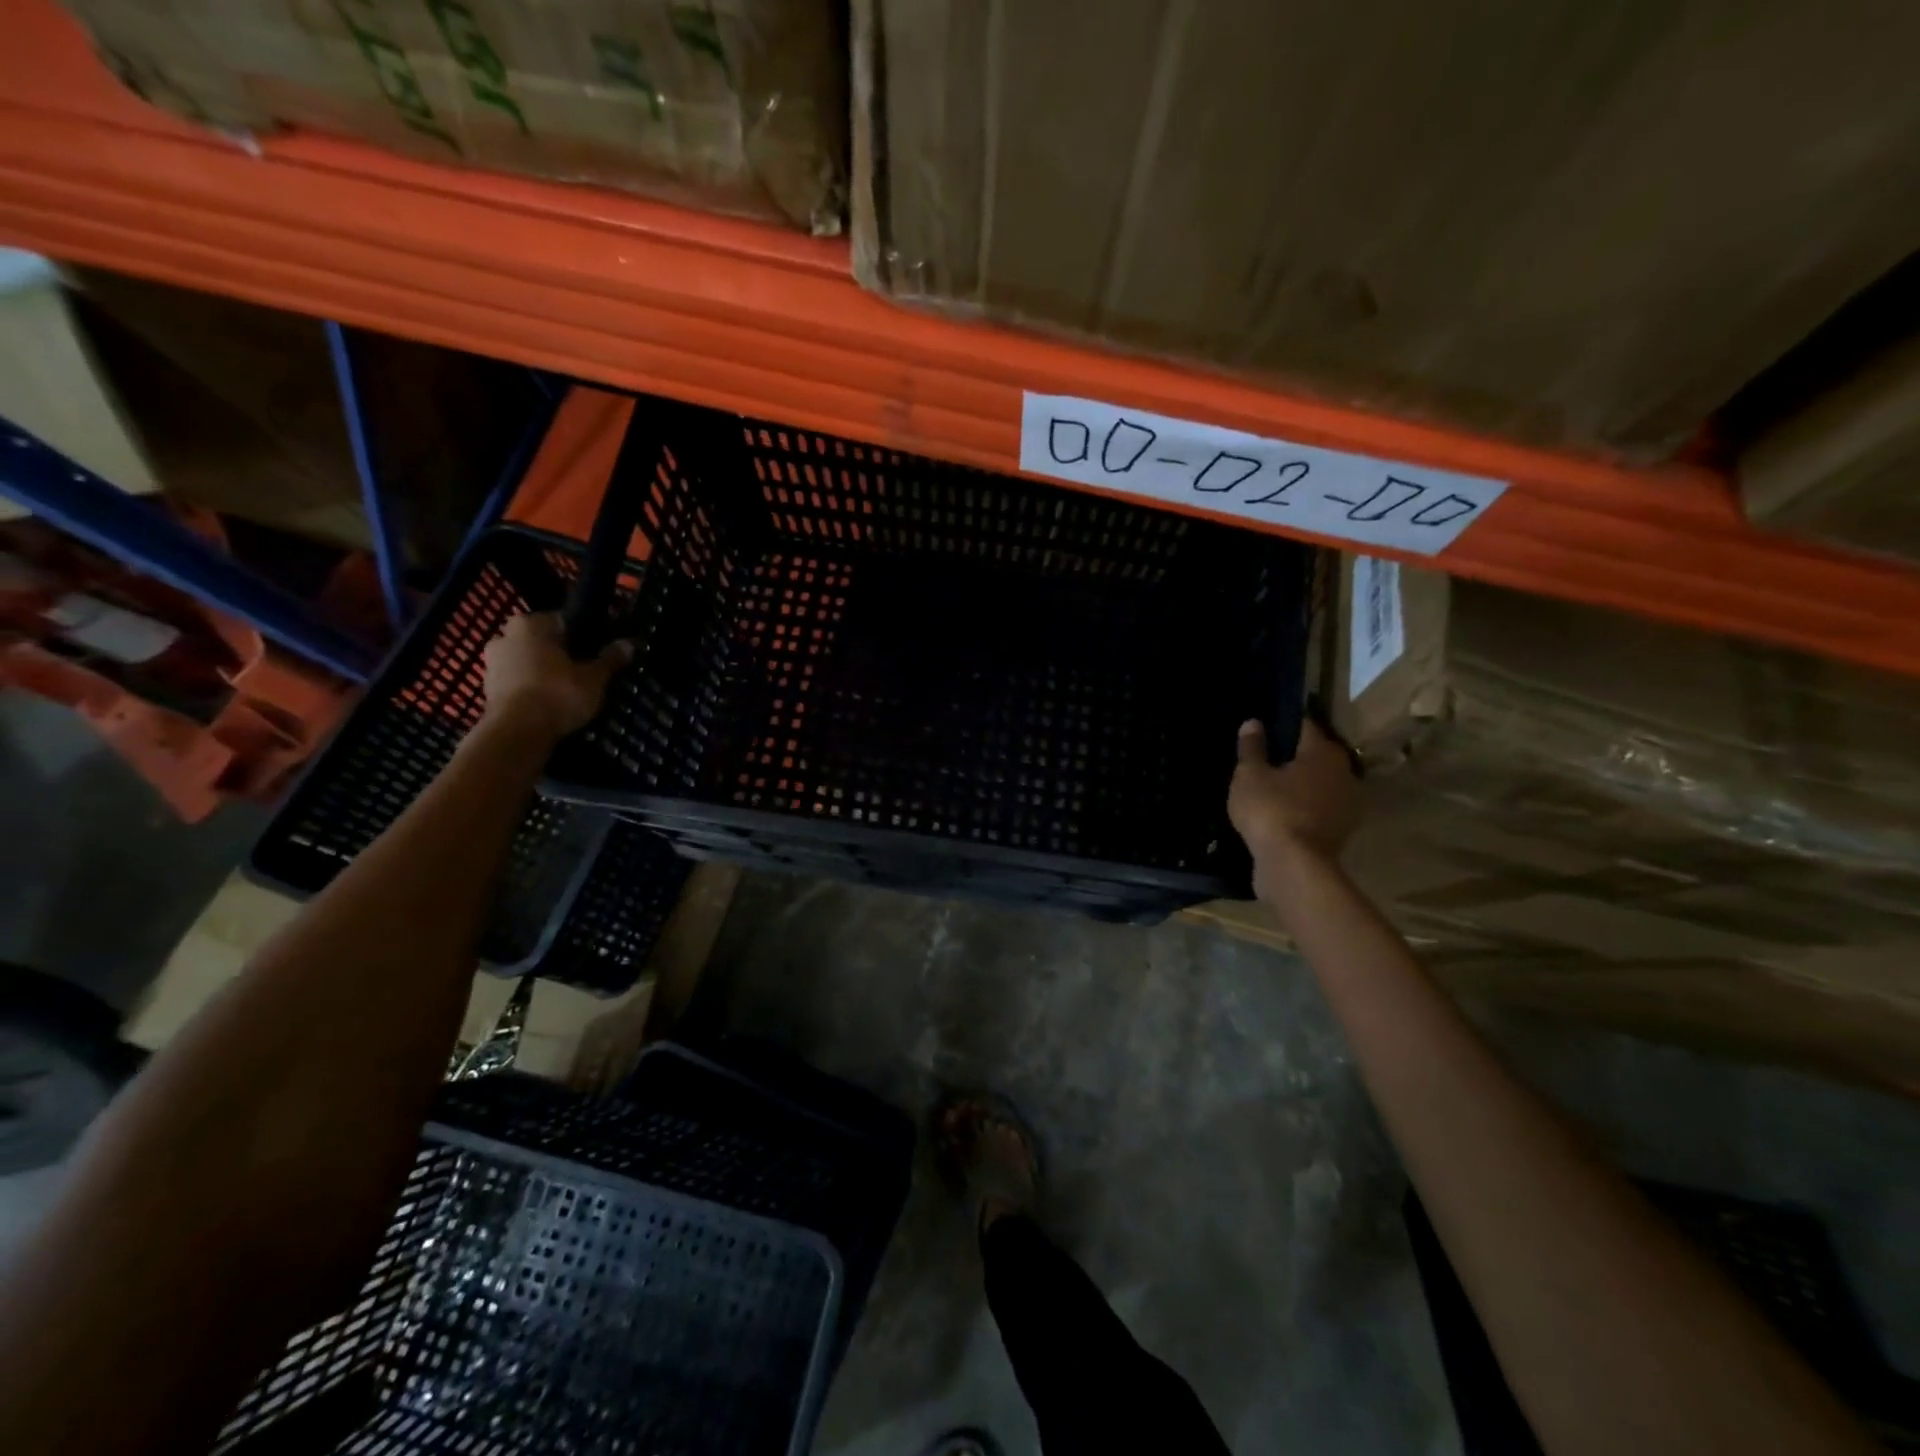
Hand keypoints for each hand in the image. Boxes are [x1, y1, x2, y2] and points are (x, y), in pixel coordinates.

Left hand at [482, 612, 630, 737]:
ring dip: (541, 671)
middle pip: (541, 642)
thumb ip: (610, 659)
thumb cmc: (558, 694)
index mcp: (531, 624)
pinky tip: (548, 703)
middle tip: (581, 671)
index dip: (582, 636)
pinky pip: (516, 682)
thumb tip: (630, 643)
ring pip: (526, 661)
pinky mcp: (487, 689)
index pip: (562, 621)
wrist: (517, 732)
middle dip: (558, 653)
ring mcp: (492, 663)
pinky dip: (530, 688)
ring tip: (566, 690)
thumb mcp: (594, 678)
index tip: (595, 652)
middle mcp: (505, 636)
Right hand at [1228, 718, 1361, 867]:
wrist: (1294, 866)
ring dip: (1299, 784)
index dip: (1282, 724)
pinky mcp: (1341, 831)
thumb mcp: (1250, 775)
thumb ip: (1252, 748)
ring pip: (1318, 784)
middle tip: (1263, 758)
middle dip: (1292, 756)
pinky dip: (1303, 807)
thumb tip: (1253, 722)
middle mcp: (1344, 772)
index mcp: (1324, 752)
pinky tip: (1280, 812)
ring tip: (1269, 787)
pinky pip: (1318, 808)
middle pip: (1314, 755)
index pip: (1304, 726)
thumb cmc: (1271, 810)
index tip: (1264, 727)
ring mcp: (1347, 804)